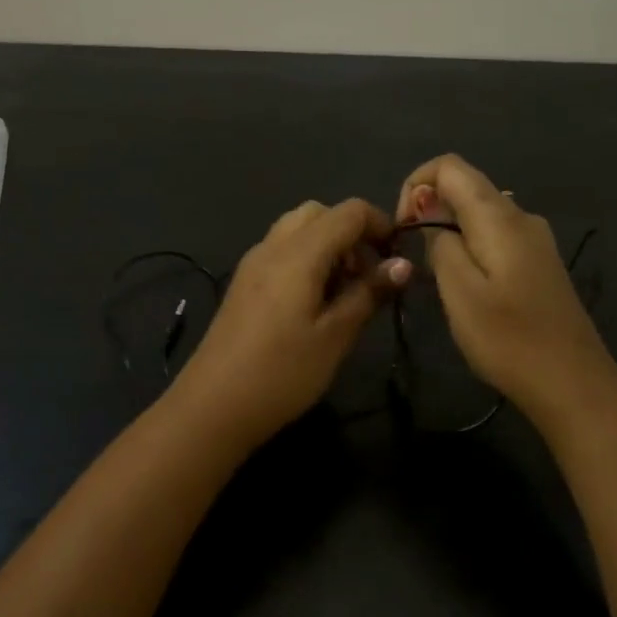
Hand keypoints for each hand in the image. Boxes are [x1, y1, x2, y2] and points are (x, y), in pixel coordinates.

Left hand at [173, 198, 411, 448]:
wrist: (213, 405)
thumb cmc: (282, 372)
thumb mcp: (336, 336)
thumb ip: (369, 293)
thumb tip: (403, 265)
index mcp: (299, 252)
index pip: (349, 211)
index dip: (381, 225)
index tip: (397, 260)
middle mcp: (273, 246)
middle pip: (320, 213)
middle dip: (352, 233)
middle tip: (368, 276)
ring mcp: (253, 263)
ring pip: (298, 229)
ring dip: (328, 245)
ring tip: (344, 292)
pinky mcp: (244, 282)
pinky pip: (281, 250)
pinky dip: (306, 258)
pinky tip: (314, 302)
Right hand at [395, 155, 615, 419]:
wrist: (574, 385)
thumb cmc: (509, 339)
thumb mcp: (458, 291)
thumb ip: (440, 242)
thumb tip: (429, 211)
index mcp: (499, 215)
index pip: (449, 166)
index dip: (415, 184)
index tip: (403, 228)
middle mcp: (520, 215)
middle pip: (465, 186)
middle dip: (429, 210)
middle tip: (415, 260)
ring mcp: (535, 239)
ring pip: (479, 213)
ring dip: (448, 231)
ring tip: (438, 278)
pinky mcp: (539, 262)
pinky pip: (495, 235)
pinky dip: (470, 246)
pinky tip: (468, 287)